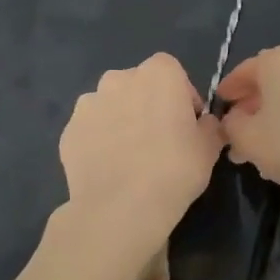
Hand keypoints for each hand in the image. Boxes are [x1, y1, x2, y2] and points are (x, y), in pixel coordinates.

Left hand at [59, 54, 223, 248]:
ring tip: (131, 155)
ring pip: (111, 105)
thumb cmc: (175, 168)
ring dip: (121, 119)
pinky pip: (91, 129)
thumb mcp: (210, 147)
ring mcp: (88, 104)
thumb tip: (203, 124)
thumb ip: (209, 126)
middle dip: (148, 104)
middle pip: (138, 85)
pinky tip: (110, 168)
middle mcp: (119, 79)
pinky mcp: (68, 131)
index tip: (187, 123)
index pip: (173, 72)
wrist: (120, 207)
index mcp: (159, 74)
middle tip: (160, 139)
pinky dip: (99, 141)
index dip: (182, 96)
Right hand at [218, 44, 279, 198]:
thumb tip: (235, 119)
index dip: (230, 90)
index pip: (246, 70)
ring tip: (267, 143)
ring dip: (279, 113)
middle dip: (255, 105)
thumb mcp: (250, 139)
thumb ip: (233, 126)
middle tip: (240, 130)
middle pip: (273, 80)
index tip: (221, 105)